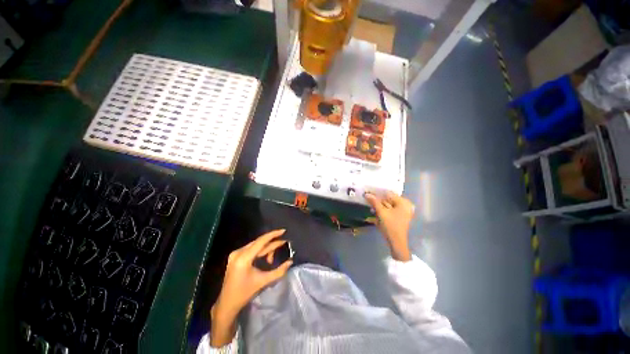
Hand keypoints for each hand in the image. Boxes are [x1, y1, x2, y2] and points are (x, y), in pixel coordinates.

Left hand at [210, 229, 292, 346]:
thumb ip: (279, 271)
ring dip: (266, 249)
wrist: (227, 304)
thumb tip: (290, 262)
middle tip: (284, 244)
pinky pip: (251, 249)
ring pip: (256, 245)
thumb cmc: (245, 293)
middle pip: (259, 243)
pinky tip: (265, 258)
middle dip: (272, 244)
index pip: (261, 241)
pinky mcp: (235, 256)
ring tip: (271, 260)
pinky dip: (260, 252)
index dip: (273, 235)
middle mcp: (238, 252)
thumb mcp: (263, 282)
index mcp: (244, 258)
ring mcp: (235, 254)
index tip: (284, 231)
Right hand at [365, 192, 414, 261]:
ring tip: (371, 209)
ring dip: (379, 206)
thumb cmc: (390, 226)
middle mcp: (405, 205)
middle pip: (388, 199)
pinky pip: (390, 210)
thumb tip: (366, 194)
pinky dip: (383, 211)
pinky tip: (376, 213)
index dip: (378, 193)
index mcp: (403, 202)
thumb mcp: (381, 213)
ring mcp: (403, 211)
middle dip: (378, 201)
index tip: (368, 193)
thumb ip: (374, 202)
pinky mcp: (400, 217)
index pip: (388, 193)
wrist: (396, 243)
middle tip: (368, 201)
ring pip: (388, 205)